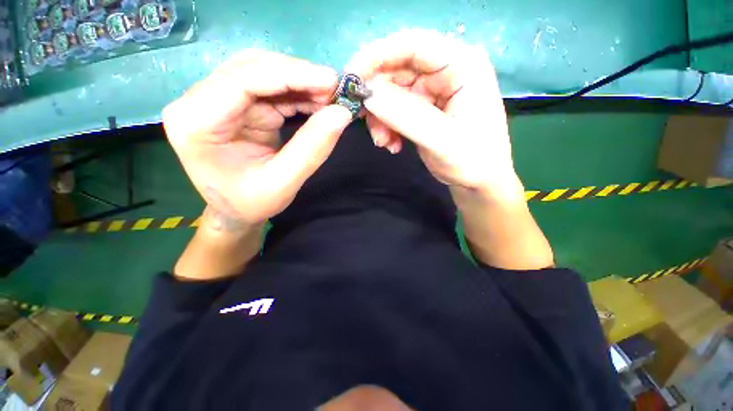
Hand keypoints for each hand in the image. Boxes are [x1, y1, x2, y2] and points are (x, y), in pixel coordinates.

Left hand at [163, 50, 351, 229]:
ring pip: (262, 73)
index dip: (291, 75)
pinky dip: (297, 93)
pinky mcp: (237, 105)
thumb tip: (342, 114)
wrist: (235, 210)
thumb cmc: (251, 203)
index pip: (242, 80)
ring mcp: (217, 100)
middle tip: (334, 89)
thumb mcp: (283, 183)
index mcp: (196, 122)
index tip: (331, 81)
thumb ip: (312, 149)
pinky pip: (269, 88)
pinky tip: (317, 102)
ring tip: (329, 96)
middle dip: (298, 75)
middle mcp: (198, 102)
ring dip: (299, 82)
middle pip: (251, 69)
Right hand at [349, 30, 552, 268]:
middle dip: (377, 98)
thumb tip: (367, 94)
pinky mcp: (423, 108)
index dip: (377, 56)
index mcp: (462, 65)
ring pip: (392, 92)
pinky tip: (392, 144)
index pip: (413, 45)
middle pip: (397, 69)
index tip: (352, 79)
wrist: (478, 183)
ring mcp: (433, 90)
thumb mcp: (440, 140)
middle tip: (365, 123)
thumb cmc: (472, 161)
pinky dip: (387, 125)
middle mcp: (446, 70)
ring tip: (384, 142)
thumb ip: (404, 116)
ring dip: (381, 117)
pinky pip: (395, 109)